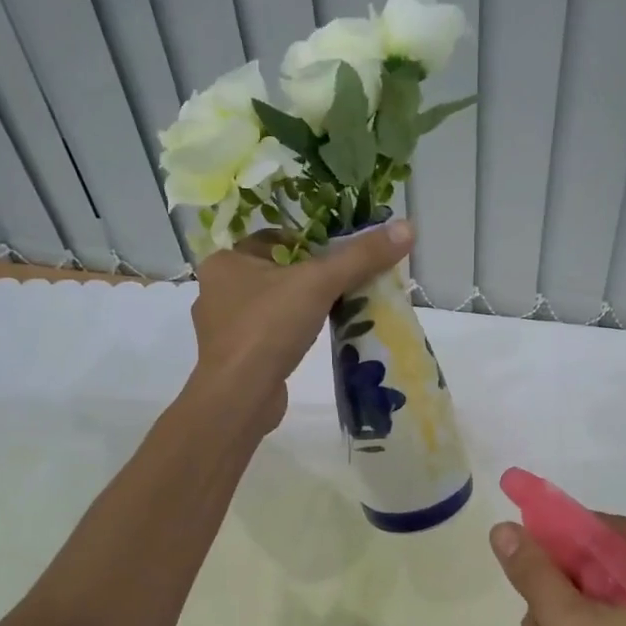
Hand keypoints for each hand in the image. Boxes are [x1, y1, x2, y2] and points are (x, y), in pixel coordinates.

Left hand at [191, 219, 414, 433]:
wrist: (239, 398)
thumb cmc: (268, 328)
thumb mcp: (319, 283)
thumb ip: (361, 256)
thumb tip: (407, 227)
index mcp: (226, 261)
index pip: (276, 239)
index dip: (312, 241)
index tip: (345, 252)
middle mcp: (218, 290)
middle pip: (279, 271)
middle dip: (314, 275)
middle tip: (351, 279)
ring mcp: (226, 328)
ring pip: (276, 304)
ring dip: (306, 305)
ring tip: (342, 307)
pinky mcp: (238, 358)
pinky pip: (272, 334)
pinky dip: (295, 333)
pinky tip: (319, 337)